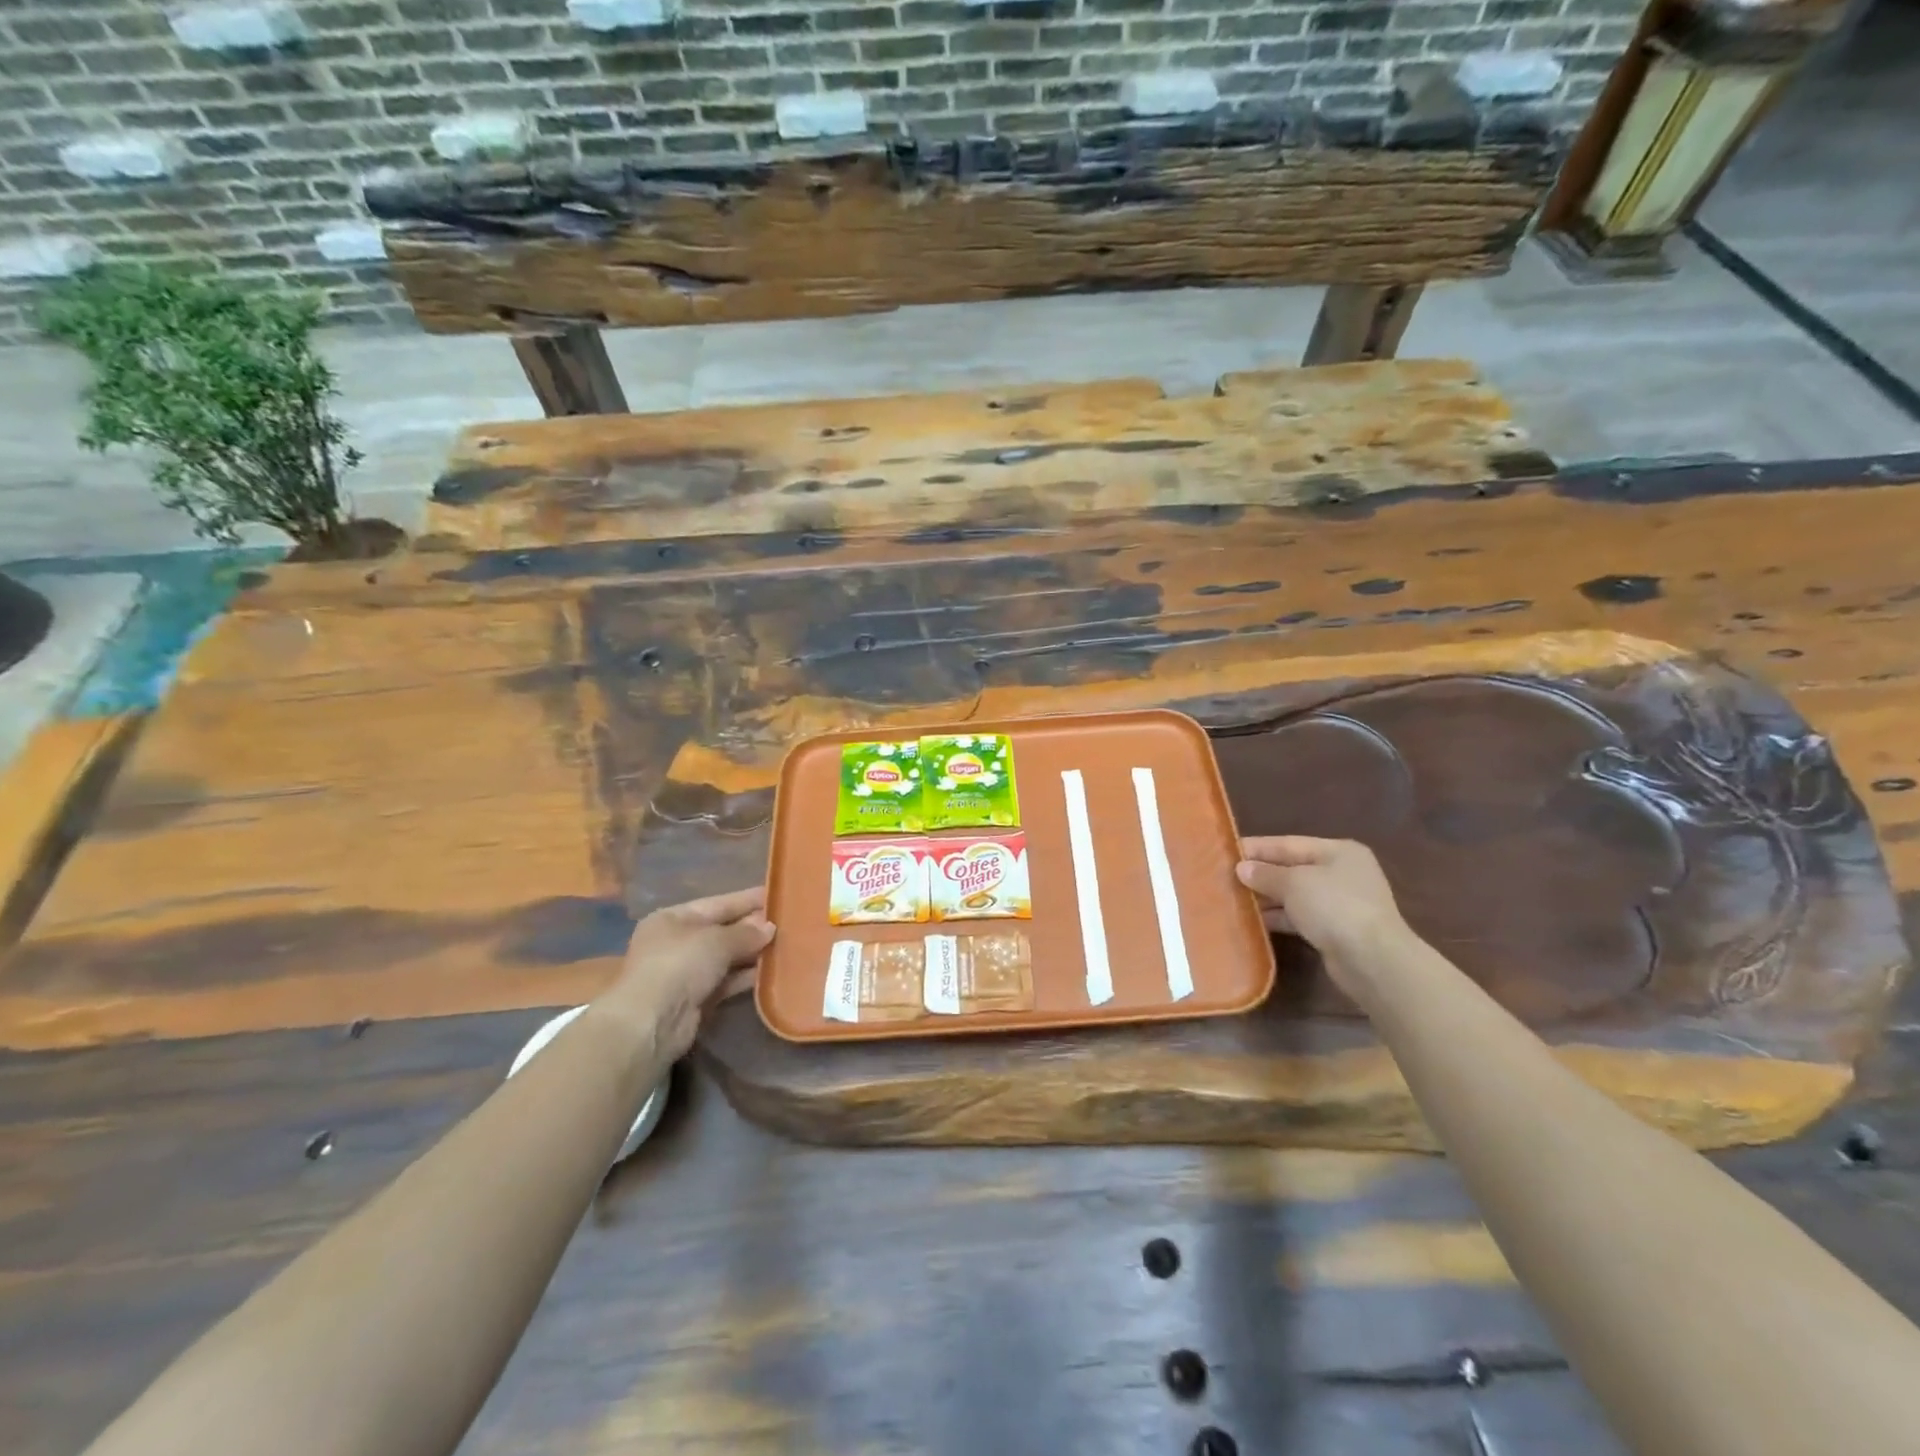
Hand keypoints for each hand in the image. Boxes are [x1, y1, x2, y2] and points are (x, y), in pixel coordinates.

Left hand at [599, 886, 774, 1059]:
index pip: (718, 903)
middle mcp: (677, 942)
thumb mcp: (716, 940)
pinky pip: (727, 982)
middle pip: (723, 930)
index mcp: (673, 918)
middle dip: (753, 928)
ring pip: (727, 958)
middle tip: (790, 922)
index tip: (778, 895)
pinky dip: (746, 977)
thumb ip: (746, 932)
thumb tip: (770, 927)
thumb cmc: (679, 965)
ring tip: (788, 945)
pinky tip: (773, 971)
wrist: (652, 1023)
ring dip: (753, 954)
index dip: (748, 900)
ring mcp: (685, 973)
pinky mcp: (696, 1000)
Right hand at [1236, 837, 1404, 975]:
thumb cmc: (1334, 906)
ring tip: (1232, 899)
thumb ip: (1265, 874)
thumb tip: (1242, 868)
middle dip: (1260, 874)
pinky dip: (1279, 918)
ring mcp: (1341, 903)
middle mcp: (1342, 873)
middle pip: (1292, 869)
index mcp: (1338, 851)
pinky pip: (1300, 918)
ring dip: (1267, 898)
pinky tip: (1254, 922)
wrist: (1373, 961)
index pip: (1288, 843)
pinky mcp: (1336, 930)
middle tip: (1224, 877)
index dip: (1256, 848)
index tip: (1226, 851)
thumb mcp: (1294, 883)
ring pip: (1295, 895)